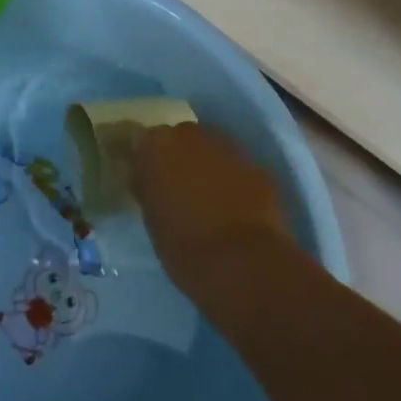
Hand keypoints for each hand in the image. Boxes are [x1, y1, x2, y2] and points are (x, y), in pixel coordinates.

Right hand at [133, 123, 290, 296]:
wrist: (244, 265)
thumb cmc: (185, 247)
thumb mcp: (152, 220)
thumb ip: (149, 190)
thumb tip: (148, 181)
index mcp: (157, 144)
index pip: (144, 143)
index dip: (148, 162)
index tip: (149, 182)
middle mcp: (190, 135)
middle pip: (181, 139)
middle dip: (180, 159)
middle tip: (180, 190)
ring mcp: (227, 147)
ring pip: (211, 151)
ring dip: (208, 167)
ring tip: (211, 200)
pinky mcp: (256, 166)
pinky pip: (237, 169)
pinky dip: (235, 182)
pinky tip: (237, 209)